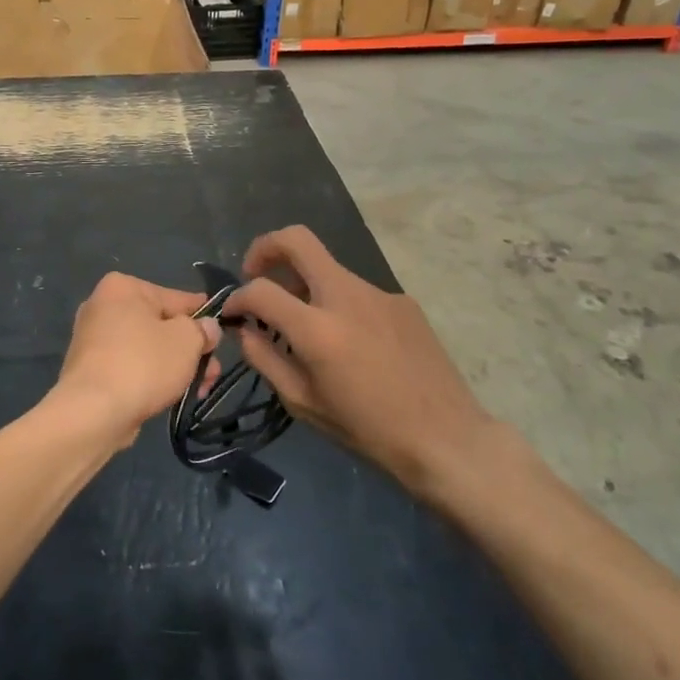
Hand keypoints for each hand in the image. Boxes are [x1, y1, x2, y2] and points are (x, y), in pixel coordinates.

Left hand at [48, 273, 222, 451]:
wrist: (93, 412)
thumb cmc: (143, 364)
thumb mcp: (186, 340)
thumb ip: (202, 329)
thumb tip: (207, 327)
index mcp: (123, 287)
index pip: (176, 297)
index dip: (203, 314)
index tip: (222, 328)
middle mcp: (103, 306)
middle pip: (161, 325)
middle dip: (190, 350)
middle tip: (213, 372)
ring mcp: (93, 339)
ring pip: (148, 348)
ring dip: (175, 366)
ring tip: (200, 390)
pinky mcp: (90, 369)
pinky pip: (131, 367)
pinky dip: (151, 378)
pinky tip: (172, 396)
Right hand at [226, 227, 489, 493]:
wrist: (446, 439)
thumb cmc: (368, 430)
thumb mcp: (303, 403)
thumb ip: (264, 359)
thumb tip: (245, 328)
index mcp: (318, 328)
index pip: (260, 289)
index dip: (236, 297)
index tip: (232, 312)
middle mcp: (347, 296)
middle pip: (297, 240)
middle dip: (265, 248)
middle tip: (255, 274)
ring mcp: (379, 293)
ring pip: (328, 269)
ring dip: (305, 286)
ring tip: (306, 327)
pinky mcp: (402, 300)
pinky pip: (357, 292)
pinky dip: (340, 305)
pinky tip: (353, 344)